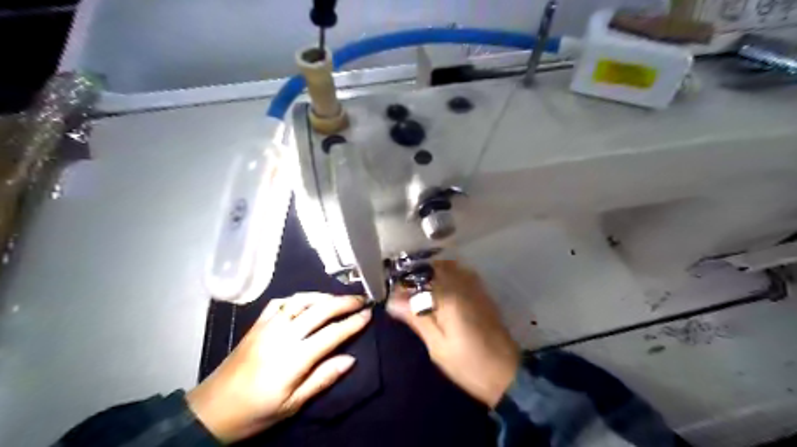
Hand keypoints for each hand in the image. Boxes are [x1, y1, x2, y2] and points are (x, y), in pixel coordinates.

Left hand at [189, 293, 371, 442]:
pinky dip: (297, 298)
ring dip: (323, 296)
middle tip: (361, 299)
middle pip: (320, 310)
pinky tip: (306, 301)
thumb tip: (350, 359)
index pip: (332, 333)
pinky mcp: (256, 324)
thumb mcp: (292, 405)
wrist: (210, 411)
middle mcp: (283, 334)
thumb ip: (323, 379)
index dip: (353, 322)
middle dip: (344, 302)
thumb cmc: (255, 412)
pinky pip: (280, 302)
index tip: (369, 314)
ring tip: (339, 298)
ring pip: (301, 300)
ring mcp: (268, 326)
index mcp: (294, 357)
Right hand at [389, 258, 524, 407]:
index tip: (392, 295)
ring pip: (450, 267)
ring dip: (433, 274)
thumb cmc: (468, 364)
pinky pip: (461, 275)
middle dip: (418, 273)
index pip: (420, 276)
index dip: (403, 282)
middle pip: (436, 266)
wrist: (507, 374)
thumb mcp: (437, 346)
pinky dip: (447, 278)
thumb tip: (393, 300)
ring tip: (420, 293)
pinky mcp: (483, 294)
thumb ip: (417, 318)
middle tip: (405, 293)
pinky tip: (441, 295)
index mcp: (450, 297)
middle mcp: (463, 285)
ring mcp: (476, 288)